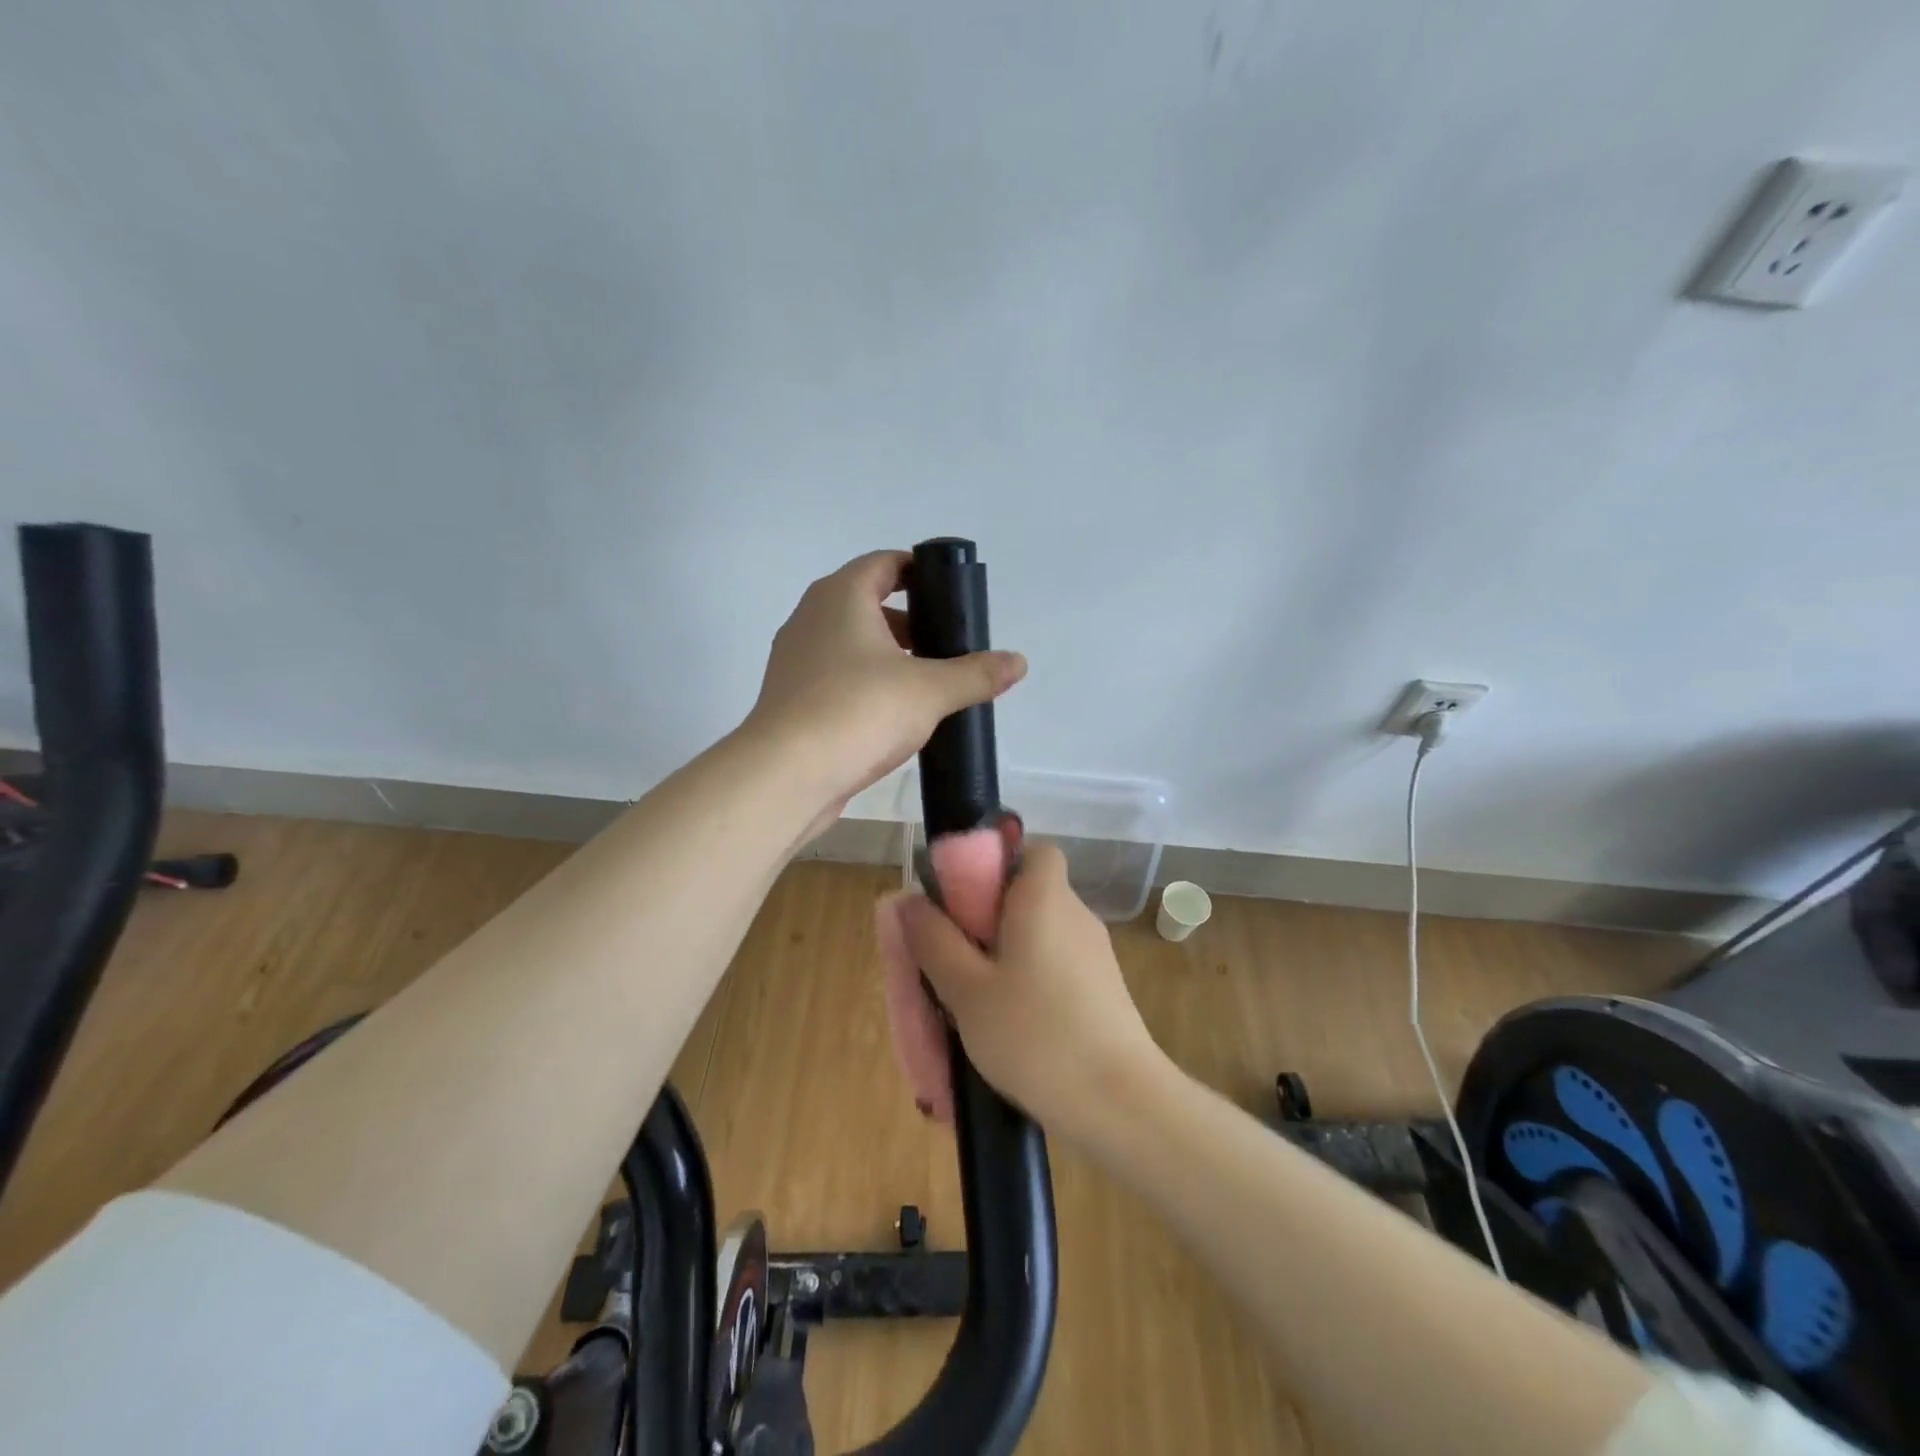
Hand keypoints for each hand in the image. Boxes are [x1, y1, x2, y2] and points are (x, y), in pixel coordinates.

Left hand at [743, 550, 1026, 835]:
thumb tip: (1019, 662)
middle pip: (868, 603)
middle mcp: (811, 617)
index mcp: (841, 596)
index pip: (884, 564)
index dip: (919, 573)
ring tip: (927, 683)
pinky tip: (893, 714)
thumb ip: (976, 674)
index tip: (951, 596)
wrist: (787, 774)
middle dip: (910, 622)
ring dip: (888, 656)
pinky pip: (836, 675)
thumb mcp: (930, 691)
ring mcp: (795, 658)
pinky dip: (865, 683)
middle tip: (948, 645)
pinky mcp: (791, 697)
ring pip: (851, 643)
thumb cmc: (859, 711)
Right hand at [897, 842, 1170, 1145]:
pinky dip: (1031, 981)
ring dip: (1006, 954)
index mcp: (1046, 898)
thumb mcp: (965, 989)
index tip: (965, 898)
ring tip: (973, 999)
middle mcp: (1076, 915)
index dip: (998, 863)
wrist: (1120, 1104)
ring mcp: (1096, 955)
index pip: (1033, 850)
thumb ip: (933, 940)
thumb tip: (908, 899)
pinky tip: (1010, 1026)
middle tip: (954, 955)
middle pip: (1030, 893)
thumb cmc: (1034, 1034)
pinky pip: (1057, 967)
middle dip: (989, 916)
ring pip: (1041, 934)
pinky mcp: (1105, 991)